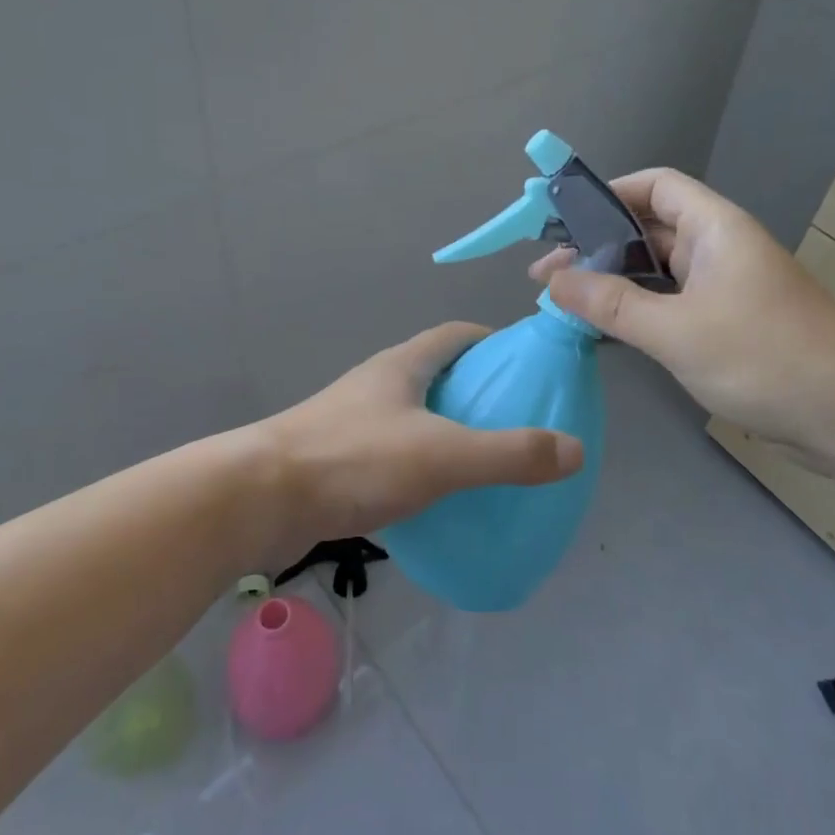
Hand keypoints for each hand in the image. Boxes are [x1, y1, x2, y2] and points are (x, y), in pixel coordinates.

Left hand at [259, 324, 583, 560]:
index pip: (455, 335)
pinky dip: (422, 465)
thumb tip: (575, 450)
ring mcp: (354, 421)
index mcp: (403, 365)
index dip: (491, 341)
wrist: (260, 499)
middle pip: (436, 373)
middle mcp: (378, 384)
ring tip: (485, 462)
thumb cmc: (354, 460)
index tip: (524, 364)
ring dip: (447, 430)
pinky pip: (394, 453)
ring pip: (414, 415)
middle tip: (515, 420)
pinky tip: (438, 499)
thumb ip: (509, 454)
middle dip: (475, 390)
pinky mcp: (339, 460)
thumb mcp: (442, 455)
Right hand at [532, 169, 834, 477]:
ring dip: (614, 282)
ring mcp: (726, 287)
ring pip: (658, 270)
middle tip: (546, 276)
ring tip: (565, 302)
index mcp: (715, 228)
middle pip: (650, 228)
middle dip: (598, 246)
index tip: (563, 221)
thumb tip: (553, 281)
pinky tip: (606, 329)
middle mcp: (720, 248)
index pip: (656, 185)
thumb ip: (612, 304)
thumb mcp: (676, 331)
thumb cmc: (765, 358)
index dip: (609, 193)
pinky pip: (671, 303)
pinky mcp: (729, 324)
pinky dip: (637, 310)